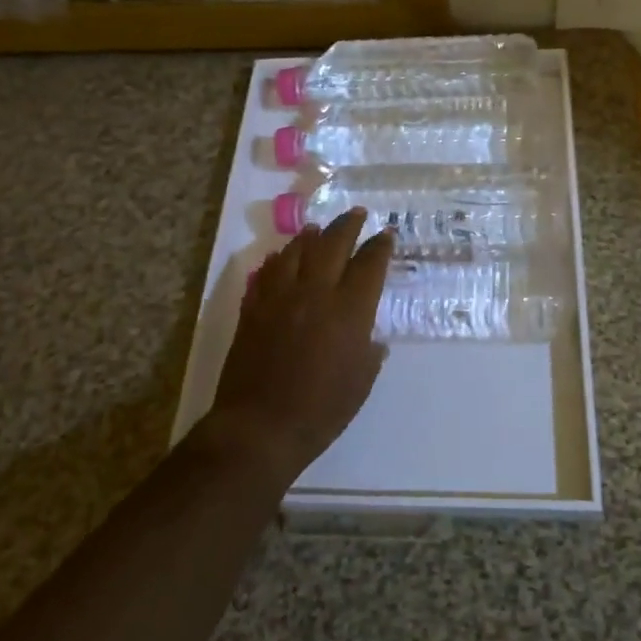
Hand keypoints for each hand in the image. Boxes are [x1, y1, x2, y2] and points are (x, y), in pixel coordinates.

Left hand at [194, 207, 392, 490]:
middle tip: (357, 214)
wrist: (260, 427)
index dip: (380, 246)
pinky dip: (278, 260)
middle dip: (348, 226)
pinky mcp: (254, 308)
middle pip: (333, 245)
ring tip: (319, 229)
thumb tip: (373, 338)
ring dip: (311, 237)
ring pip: (296, 252)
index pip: (369, 265)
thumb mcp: (360, 384)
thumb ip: (369, 353)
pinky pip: (267, 273)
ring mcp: (280, 298)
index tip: (386, 234)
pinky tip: (282, 257)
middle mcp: (315, 293)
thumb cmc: (320, 411)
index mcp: (349, 311)